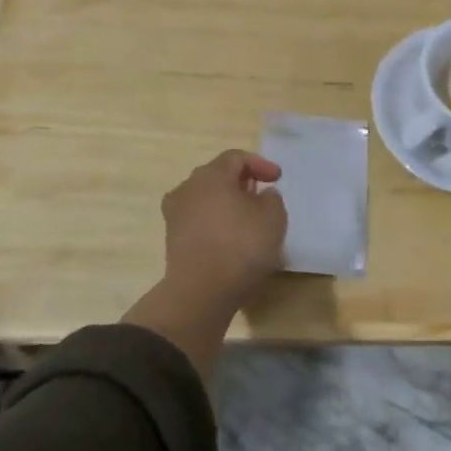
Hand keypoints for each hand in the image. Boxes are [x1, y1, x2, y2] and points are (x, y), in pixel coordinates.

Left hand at [125, 151, 287, 379]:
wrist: (200, 293)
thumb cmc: (241, 246)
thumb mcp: (273, 218)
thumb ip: (272, 199)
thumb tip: (262, 195)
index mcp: (211, 175)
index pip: (235, 157)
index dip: (259, 164)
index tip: (277, 179)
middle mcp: (188, 188)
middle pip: (217, 175)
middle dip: (241, 182)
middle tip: (261, 195)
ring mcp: (176, 214)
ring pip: (206, 198)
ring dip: (227, 204)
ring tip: (247, 220)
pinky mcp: (173, 239)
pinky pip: (199, 220)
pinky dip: (216, 223)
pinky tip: (231, 239)